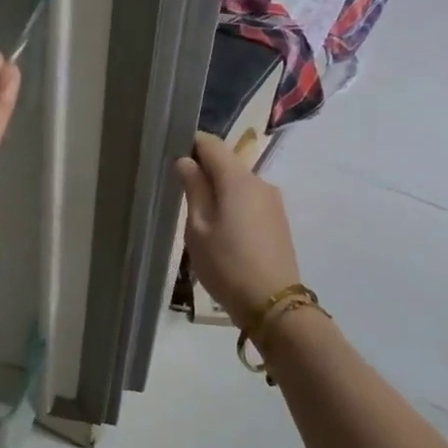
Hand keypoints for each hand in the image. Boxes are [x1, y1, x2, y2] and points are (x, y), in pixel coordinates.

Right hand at [175, 132, 302, 330]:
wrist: (272, 303)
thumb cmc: (226, 264)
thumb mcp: (198, 228)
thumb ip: (193, 189)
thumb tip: (186, 160)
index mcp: (238, 180)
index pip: (211, 144)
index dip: (190, 144)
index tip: (170, 155)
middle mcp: (260, 182)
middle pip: (226, 163)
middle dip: (203, 170)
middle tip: (179, 192)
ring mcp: (273, 202)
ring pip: (238, 183)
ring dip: (218, 190)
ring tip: (198, 217)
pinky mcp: (277, 220)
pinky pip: (249, 200)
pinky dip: (232, 205)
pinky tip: (221, 230)